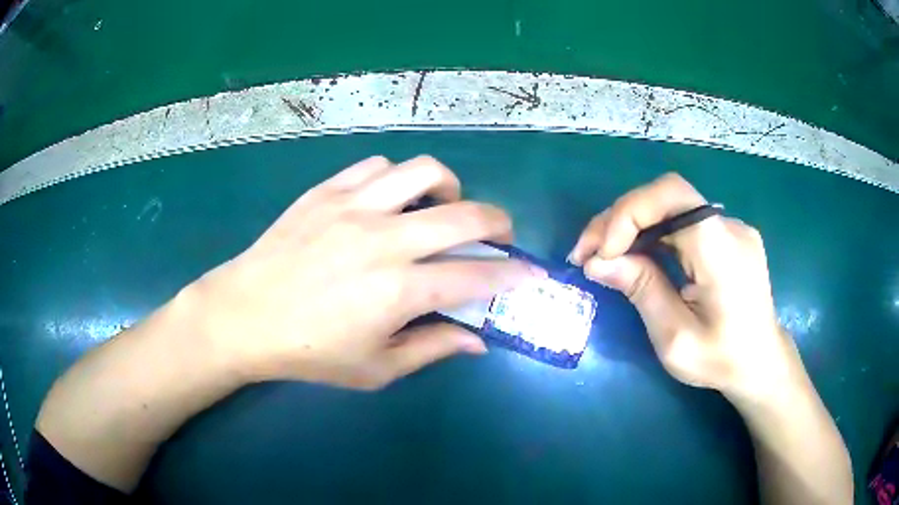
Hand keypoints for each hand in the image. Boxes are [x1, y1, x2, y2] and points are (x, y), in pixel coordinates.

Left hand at [188, 156, 535, 389]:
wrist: (244, 315)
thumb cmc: (308, 352)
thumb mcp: (375, 368)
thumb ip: (431, 348)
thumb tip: (477, 340)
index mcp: (397, 291)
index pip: (476, 276)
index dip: (514, 275)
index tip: (534, 274)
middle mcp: (383, 239)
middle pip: (464, 214)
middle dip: (499, 223)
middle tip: (499, 236)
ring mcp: (353, 207)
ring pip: (423, 172)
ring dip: (449, 188)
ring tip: (442, 209)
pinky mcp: (326, 191)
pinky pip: (376, 167)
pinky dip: (397, 180)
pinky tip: (390, 201)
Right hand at [569, 173, 796, 397]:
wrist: (761, 363)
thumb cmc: (721, 360)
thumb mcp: (675, 338)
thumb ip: (641, 290)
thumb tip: (598, 261)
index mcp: (721, 250)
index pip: (672, 196)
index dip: (628, 212)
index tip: (600, 253)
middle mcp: (730, 227)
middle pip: (665, 198)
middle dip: (618, 220)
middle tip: (585, 254)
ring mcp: (732, 228)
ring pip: (671, 208)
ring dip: (632, 226)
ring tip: (603, 257)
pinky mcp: (728, 236)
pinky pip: (683, 221)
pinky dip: (652, 233)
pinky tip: (637, 256)